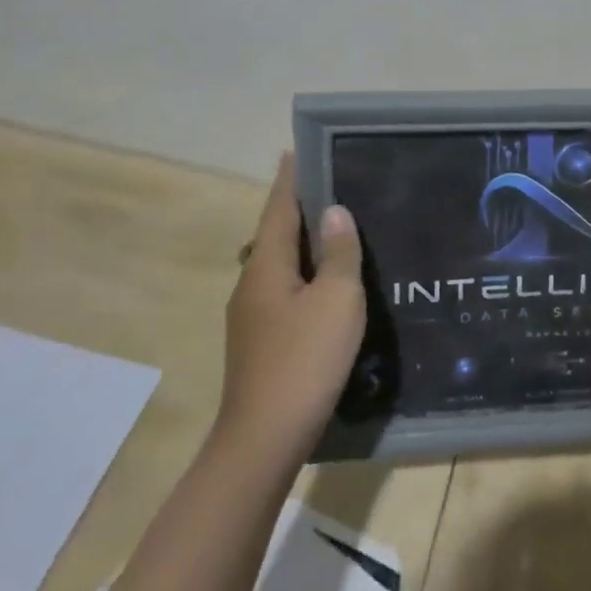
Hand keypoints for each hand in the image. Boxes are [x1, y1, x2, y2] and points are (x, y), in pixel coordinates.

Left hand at [215, 153, 366, 463]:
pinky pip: (285, 293)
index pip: (279, 208)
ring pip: (282, 266)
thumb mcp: (336, 301)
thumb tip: (335, 212)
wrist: (264, 440)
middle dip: (300, 209)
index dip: (291, 179)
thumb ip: (338, 253)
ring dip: (305, 245)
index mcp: (267, 266)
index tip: (296, 150)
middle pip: (277, 235)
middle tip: (335, 187)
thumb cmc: (304, 361)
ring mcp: (252, 317)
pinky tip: (328, 288)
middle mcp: (252, 284)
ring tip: (338, 233)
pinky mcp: (261, 343)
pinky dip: (306, 277)